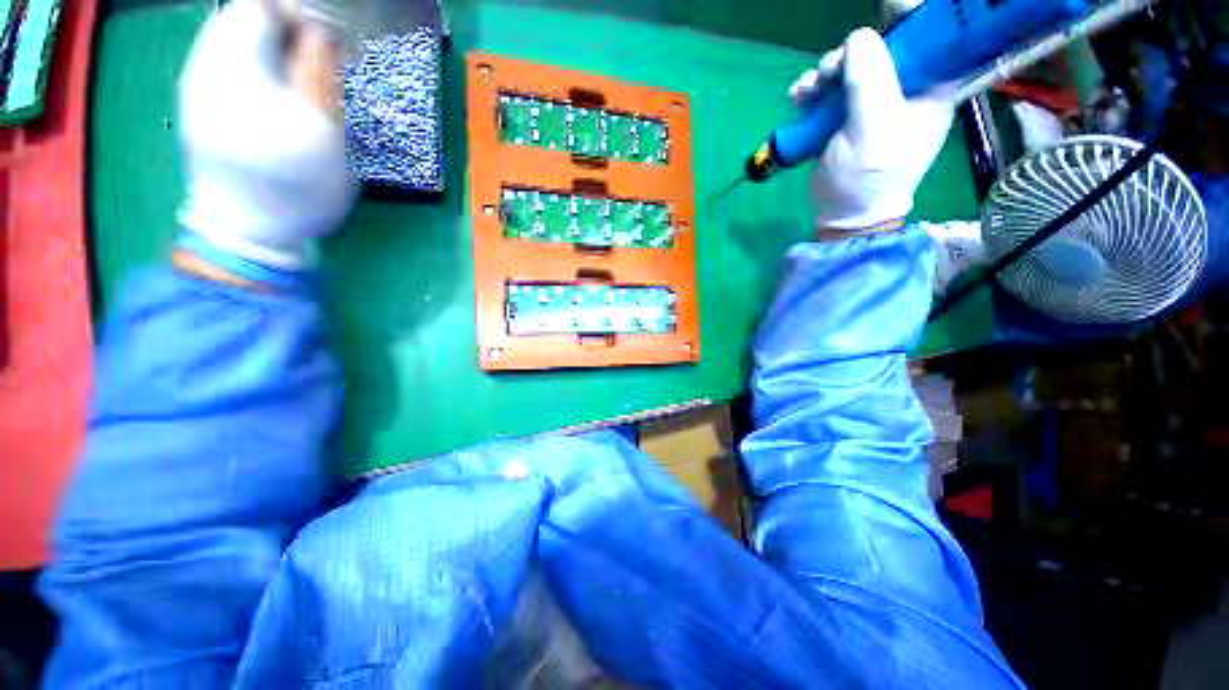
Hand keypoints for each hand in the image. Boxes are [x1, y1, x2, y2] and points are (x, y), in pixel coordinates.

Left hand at [177, 0, 356, 271]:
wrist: (248, 232)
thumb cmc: (296, 191)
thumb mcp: (323, 136)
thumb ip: (320, 77)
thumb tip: (324, 31)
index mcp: (235, 70)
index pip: (261, 7)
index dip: (300, 15)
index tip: (330, 41)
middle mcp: (206, 65)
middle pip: (247, 17)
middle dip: (289, 31)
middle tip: (322, 61)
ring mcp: (197, 82)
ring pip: (237, 37)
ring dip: (276, 48)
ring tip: (304, 78)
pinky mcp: (198, 98)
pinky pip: (228, 59)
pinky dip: (259, 63)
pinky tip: (278, 91)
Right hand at [789, 28, 954, 231]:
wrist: (844, 214)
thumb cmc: (870, 175)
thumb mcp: (874, 127)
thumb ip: (870, 79)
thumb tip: (858, 38)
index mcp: (930, 86)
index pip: (929, 35)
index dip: (905, 20)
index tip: (883, 12)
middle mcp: (905, 87)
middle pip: (879, 47)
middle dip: (849, 56)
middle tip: (827, 75)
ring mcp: (872, 101)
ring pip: (849, 67)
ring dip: (823, 74)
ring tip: (804, 94)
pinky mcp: (845, 115)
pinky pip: (830, 90)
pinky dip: (812, 91)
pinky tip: (798, 100)